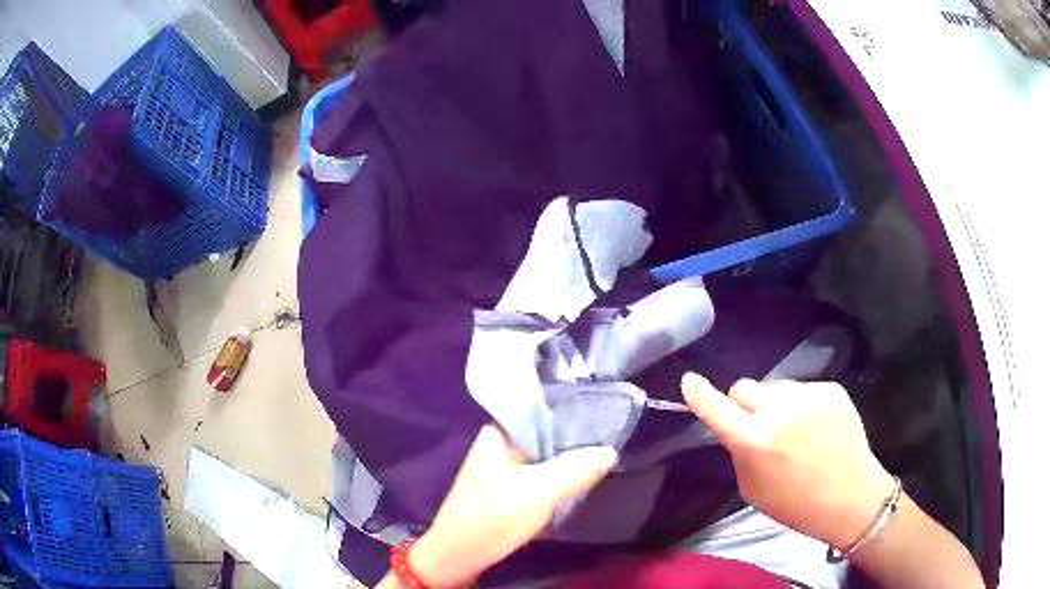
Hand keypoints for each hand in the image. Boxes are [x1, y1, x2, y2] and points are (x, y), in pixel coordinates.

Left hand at [407, 425, 617, 587]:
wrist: (458, 557)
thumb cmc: (493, 517)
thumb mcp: (539, 491)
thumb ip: (576, 469)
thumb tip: (610, 450)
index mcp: (499, 432)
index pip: (541, 409)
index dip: (574, 411)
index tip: (606, 414)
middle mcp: (498, 444)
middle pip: (545, 434)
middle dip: (575, 439)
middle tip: (611, 439)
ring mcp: (501, 469)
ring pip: (543, 457)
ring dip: (568, 460)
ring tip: (602, 457)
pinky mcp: (505, 490)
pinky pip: (539, 475)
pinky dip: (557, 478)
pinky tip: (579, 481)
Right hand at [681, 373, 893, 550]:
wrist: (851, 496)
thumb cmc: (796, 504)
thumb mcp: (753, 489)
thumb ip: (740, 453)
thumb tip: (738, 428)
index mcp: (755, 441)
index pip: (716, 408)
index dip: (699, 394)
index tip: (689, 380)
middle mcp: (779, 410)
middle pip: (744, 387)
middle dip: (744, 405)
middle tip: (758, 426)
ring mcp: (808, 394)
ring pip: (776, 387)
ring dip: (776, 404)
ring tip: (795, 430)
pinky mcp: (831, 388)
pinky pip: (803, 390)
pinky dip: (802, 405)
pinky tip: (817, 427)